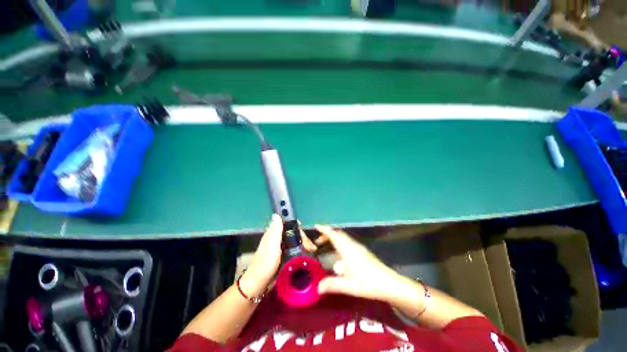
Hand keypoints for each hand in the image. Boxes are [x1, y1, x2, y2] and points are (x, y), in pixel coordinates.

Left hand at [239, 214, 317, 297]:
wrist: (259, 284)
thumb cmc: (265, 264)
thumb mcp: (271, 246)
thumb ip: (275, 231)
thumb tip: (276, 214)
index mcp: (273, 234)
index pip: (287, 224)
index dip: (296, 226)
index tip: (304, 232)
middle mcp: (276, 239)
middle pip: (293, 233)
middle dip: (302, 238)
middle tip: (311, 247)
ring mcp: (279, 248)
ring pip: (294, 240)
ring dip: (303, 244)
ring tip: (311, 251)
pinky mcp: (282, 256)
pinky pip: (294, 249)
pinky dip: (300, 250)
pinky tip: (306, 254)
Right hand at [315, 225, 399, 300]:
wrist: (389, 283)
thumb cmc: (367, 282)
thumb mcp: (348, 285)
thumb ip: (331, 285)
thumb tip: (317, 288)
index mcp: (347, 249)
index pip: (334, 235)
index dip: (324, 229)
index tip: (316, 226)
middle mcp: (352, 245)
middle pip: (338, 235)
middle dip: (327, 235)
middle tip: (318, 241)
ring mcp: (358, 248)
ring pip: (343, 239)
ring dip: (334, 240)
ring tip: (326, 246)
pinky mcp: (363, 252)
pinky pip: (347, 243)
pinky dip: (339, 244)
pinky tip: (339, 257)